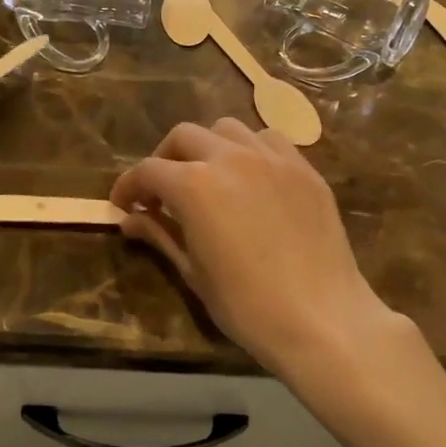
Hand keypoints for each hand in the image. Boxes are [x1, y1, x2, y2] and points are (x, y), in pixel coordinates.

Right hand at [111, 119, 417, 387]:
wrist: (322, 318)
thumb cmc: (247, 306)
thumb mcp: (194, 272)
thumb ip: (161, 235)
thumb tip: (130, 220)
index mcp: (194, 185)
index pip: (148, 171)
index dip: (129, 186)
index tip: (124, 205)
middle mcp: (230, 157)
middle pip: (184, 136)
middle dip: (165, 159)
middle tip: (162, 192)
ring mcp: (272, 158)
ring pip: (227, 128)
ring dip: (207, 147)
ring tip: (208, 178)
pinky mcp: (303, 168)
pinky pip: (268, 140)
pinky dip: (249, 150)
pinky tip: (251, 178)